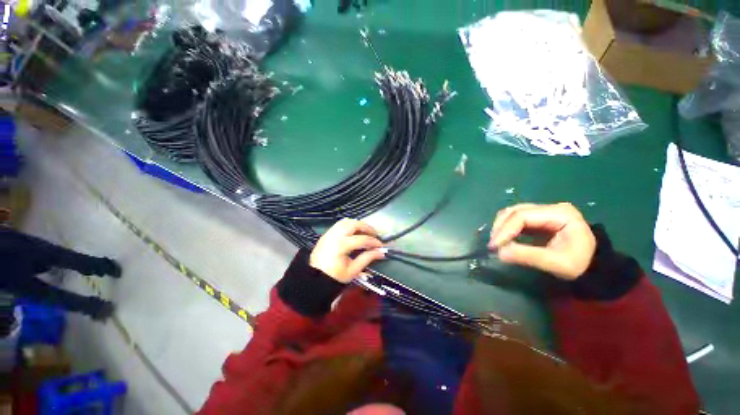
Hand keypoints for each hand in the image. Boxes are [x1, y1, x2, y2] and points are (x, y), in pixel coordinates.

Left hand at [310, 219, 384, 282]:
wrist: (315, 279)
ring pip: (346, 221)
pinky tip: (354, 232)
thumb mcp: (353, 270)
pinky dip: (349, 225)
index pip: (362, 239)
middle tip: (374, 234)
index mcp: (341, 246)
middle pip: (354, 224)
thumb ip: (367, 258)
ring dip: (358, 224)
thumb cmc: (335, 276)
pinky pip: (339, 224)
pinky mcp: (326, 234)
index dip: (374, 242)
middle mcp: (334, 236)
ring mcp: (329, 233)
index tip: (381, 246)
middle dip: (367, 227)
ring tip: (365, 232)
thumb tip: (381, 252)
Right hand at [488, 203, 595, 279]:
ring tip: (497, 243)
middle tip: (493, 245)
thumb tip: (499, 253)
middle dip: (500, 228)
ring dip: (500, 227)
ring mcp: (543, 211)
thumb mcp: (558, 263)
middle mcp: (550, 208)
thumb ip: (529, 256)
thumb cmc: (580, 264)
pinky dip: (505, 228)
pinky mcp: (538, 218)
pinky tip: (503, 239)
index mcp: (560, 213)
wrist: (595, 265)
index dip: (505, 229)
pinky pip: (515, 219)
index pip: (523, 216)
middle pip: (515, 211)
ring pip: (512, 213)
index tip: (494, 246)